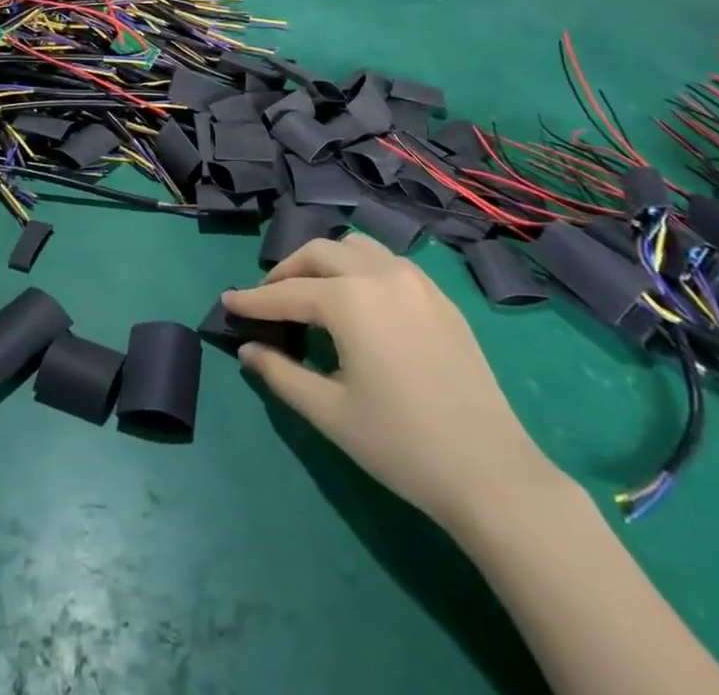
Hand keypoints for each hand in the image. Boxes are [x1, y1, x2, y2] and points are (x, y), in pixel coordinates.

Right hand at [225, 236, 562, 529]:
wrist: (491, 471)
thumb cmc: (401, 444)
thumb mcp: (329, 412)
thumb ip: (281, 374)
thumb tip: (248, 350)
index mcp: (350, 299)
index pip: (287, 293)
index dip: (252, 300)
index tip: (227, 302)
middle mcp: (380, 274)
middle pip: (319, 253)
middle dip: (287, 271)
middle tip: (268, 300)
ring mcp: (415, 280)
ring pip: (356, 247)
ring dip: (325, 261)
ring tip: (312, 293)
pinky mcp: (439, 296)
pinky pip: (387, 262)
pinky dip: (358, 268)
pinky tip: (358, 302)